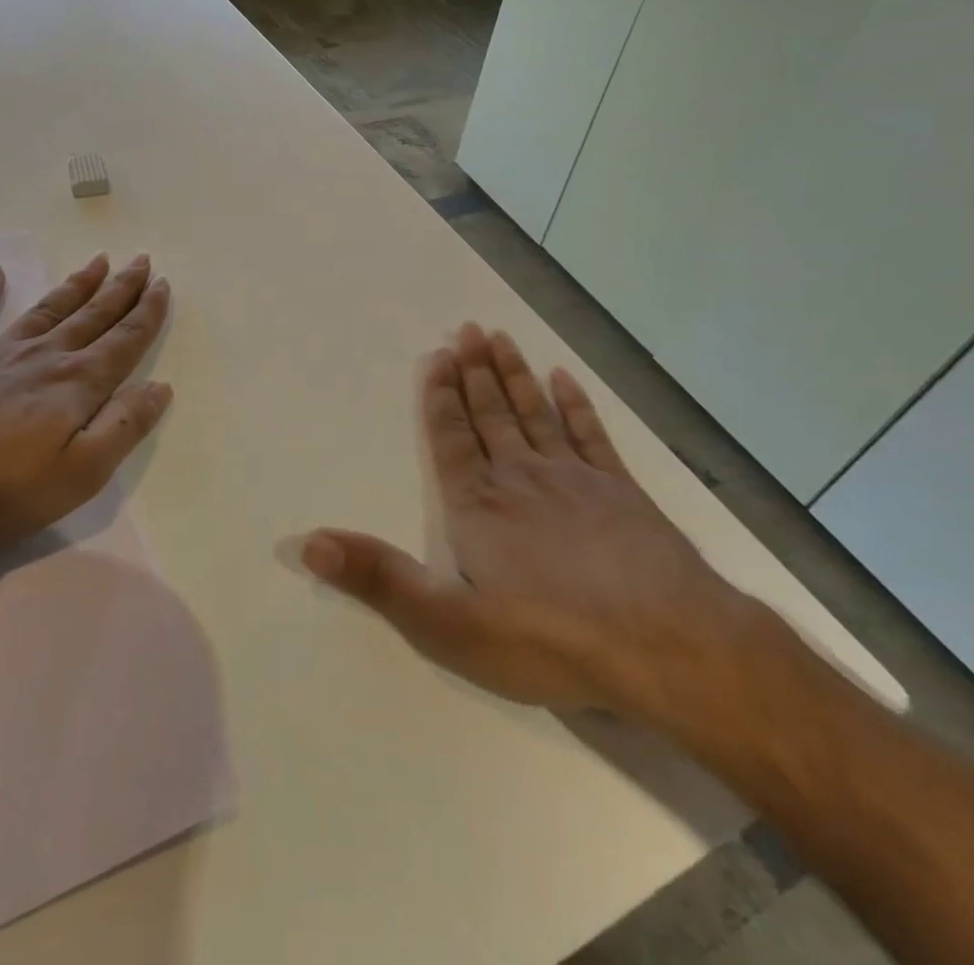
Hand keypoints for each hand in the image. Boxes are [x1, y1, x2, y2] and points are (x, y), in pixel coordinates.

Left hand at [0, 253, 172, 558]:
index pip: (123, 342)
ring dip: (75, 285)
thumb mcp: (78, 475)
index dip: (147, 314)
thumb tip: (160, 387)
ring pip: (46, 310)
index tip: (163, 284)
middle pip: (91, 317)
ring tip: (97, 261)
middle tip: (141, 260)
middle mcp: (41, 358)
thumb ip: (122, 428)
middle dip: (120, 289)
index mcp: (75, 385)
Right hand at [294, 323, 753, 725]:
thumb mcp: (447, 623)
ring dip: (514, 375)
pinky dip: (576, 405)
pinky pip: (591, 435)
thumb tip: (307, 542)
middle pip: (491, 413)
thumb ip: (378, 578)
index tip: (437, 355)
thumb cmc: (549, 636)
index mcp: (478, 505)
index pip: (451, 438)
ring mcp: (575, 480)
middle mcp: (520, 478)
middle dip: (475, 372)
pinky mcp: (621, 492)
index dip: (440, 397)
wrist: (666, 645)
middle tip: (465, 329)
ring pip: (534, 414)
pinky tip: (565, 379)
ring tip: (499, 338)